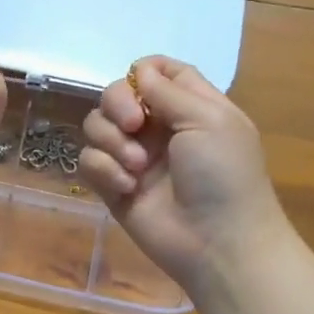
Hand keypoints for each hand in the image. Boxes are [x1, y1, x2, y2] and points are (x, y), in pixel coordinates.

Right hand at [78, 57, 289, 293]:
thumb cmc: (224, 175)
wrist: (217, 242)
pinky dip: (104, 170)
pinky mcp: (113, 185)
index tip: (140, 85)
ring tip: (137, 167)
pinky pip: (89, 161)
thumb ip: (170, 91)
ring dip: (112, 142)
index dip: (143, 72)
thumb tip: (138, 72)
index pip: (158, 72)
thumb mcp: (210, 121)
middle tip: (133, 125)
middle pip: (117, 94)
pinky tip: (127, 188)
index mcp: (189, 107)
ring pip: (97, 126)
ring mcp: (133, 157)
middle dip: (117, 105)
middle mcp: (157, 128)